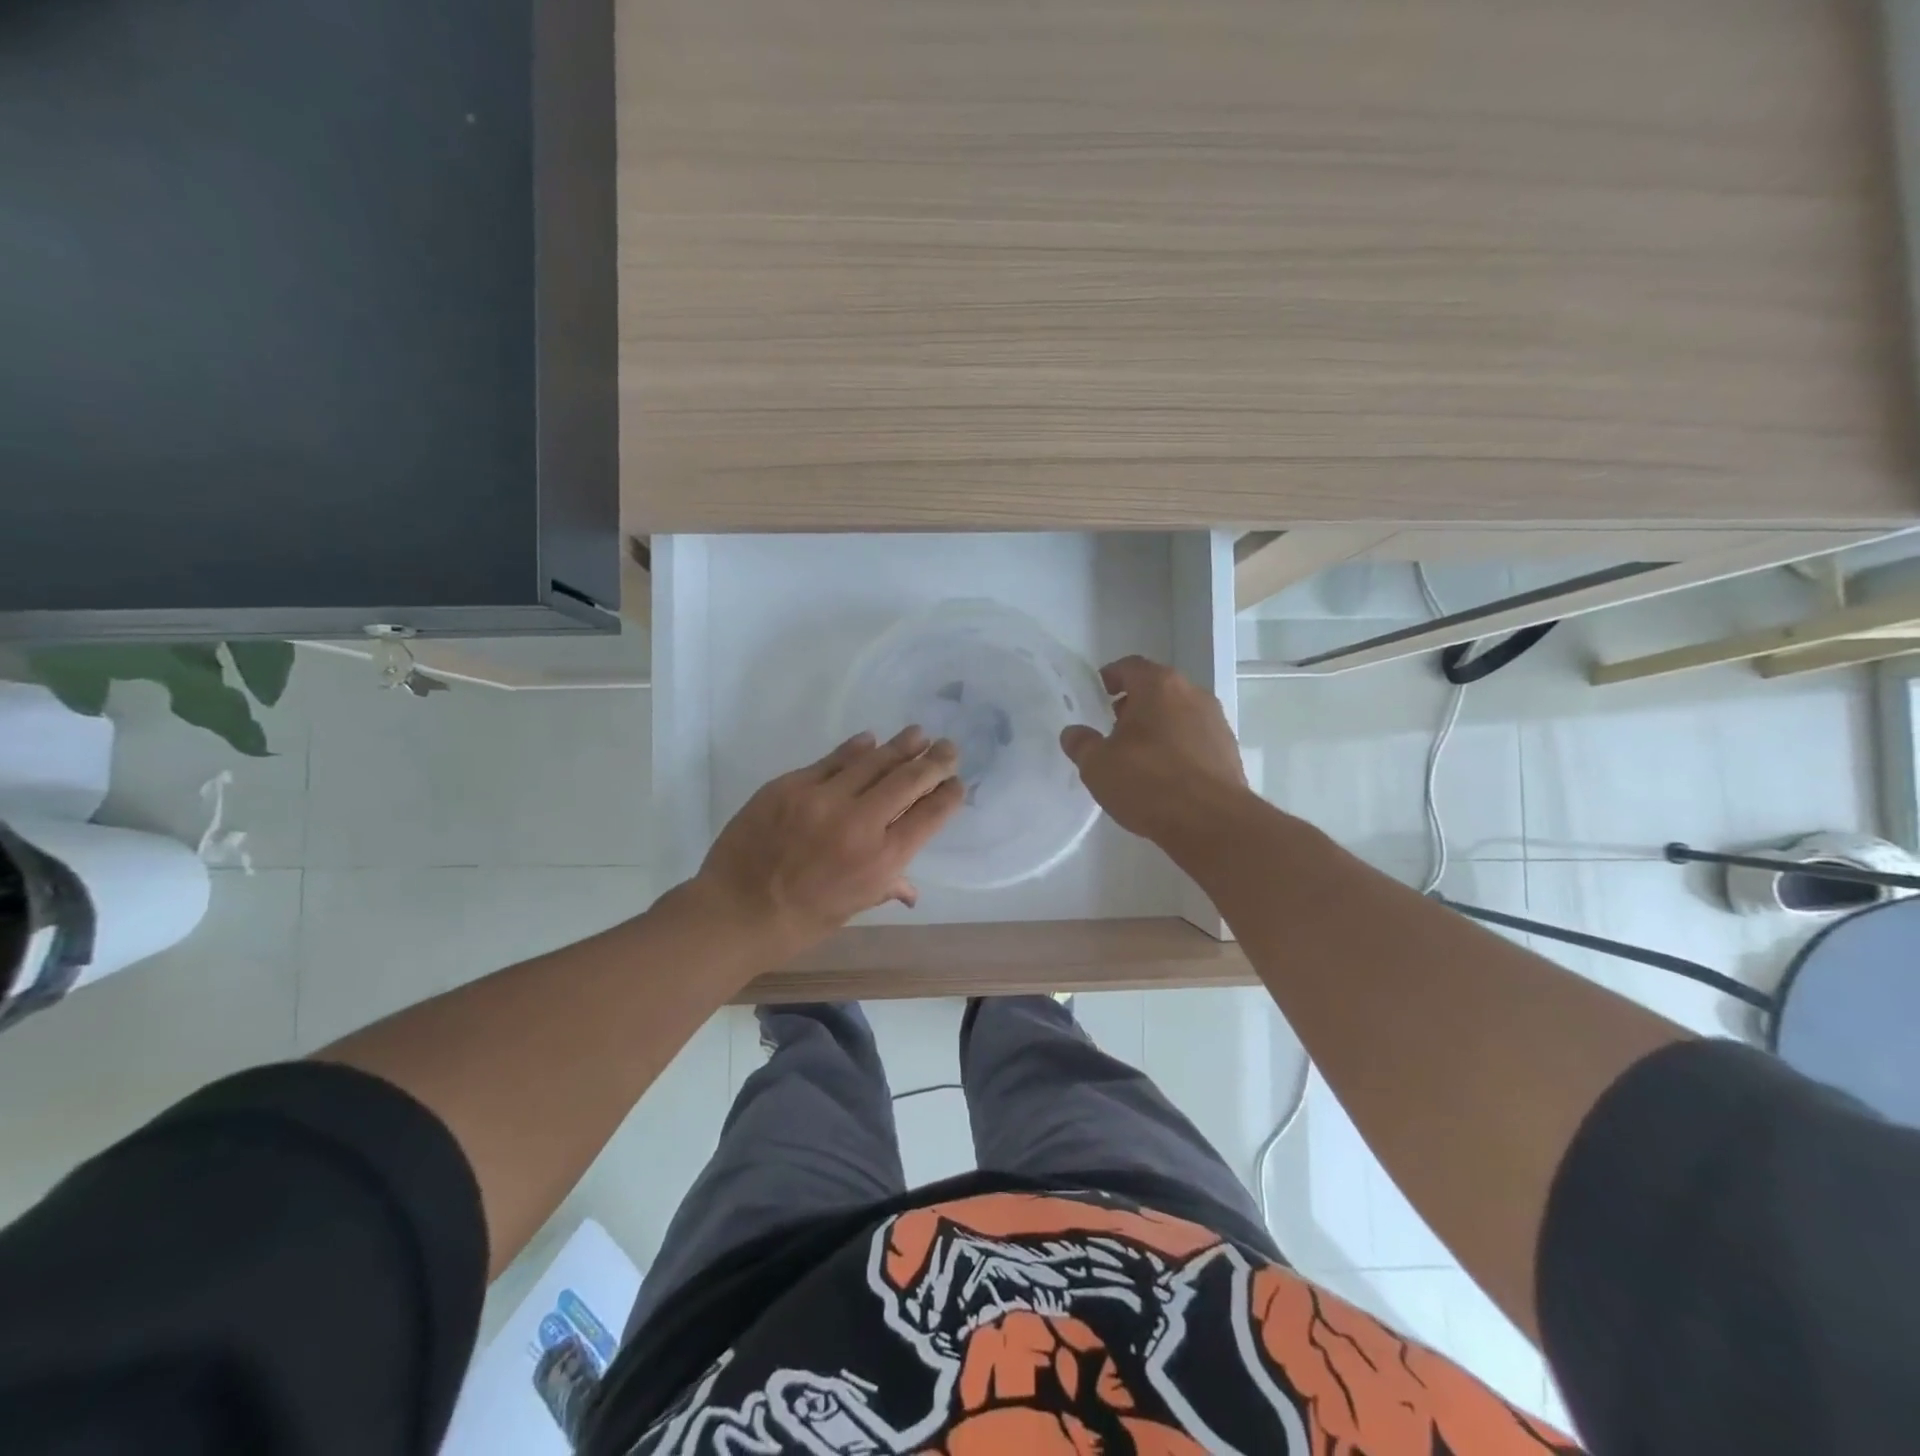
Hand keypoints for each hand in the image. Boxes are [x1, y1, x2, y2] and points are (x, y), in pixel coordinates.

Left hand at [695, 726, 964, 957]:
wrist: (735, 912)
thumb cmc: (800, 922)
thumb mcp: (853, 907)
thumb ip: (886, 886)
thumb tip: (911, 890)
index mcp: (882, 861)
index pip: (930, 816)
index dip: (948, 794)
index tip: (957, 782)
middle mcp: (860, 824)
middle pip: (909, 781)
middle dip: (934, 761)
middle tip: (948, 747)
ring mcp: (823, 799)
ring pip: (873, 762)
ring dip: (900, 746)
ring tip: (918, 734)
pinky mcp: (791, 785)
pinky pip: (832, 760)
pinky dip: (855, 749)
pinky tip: (870, 740)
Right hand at [1059, 656, 1249, 843]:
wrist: (1211, 822)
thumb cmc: (1148, 782)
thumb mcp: (1098, 765)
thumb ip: (1081, 744)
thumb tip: (1073, 733)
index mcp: (1159, 686)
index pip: (1130, 666)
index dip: (1111, 676)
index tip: (1099, 693)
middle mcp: (1192, 694)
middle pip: (1158, 688)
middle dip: (1135, 703)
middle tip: (1114, 725)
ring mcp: (1216, 722)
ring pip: (1179, 713)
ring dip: (1158, 725)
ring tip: (1138, 754)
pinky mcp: (1229, 751)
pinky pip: (1195, 738)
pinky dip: (1178, 746)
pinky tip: (1164, 775)